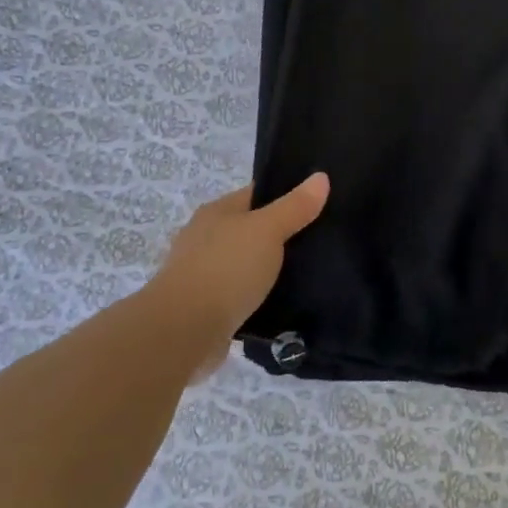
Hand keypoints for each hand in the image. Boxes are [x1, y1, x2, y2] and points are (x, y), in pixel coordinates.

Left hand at [149, 174, 329, 366]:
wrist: (184, 330)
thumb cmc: (226, 269)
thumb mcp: (267, 230)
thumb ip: (295, 206)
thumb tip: (321, 177)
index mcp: (217, 212)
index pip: (257, 194)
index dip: (287, 196)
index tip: (320, 204)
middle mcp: (206, 238)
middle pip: (252, 229)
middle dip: (283, 234)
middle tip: (323, 241)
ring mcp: (204, 273)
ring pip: (248, 263)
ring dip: (271, 268)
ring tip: (311, 273)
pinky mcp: (208, 306)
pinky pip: (243, 294)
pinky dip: (261, 296)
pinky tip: (286, 302)